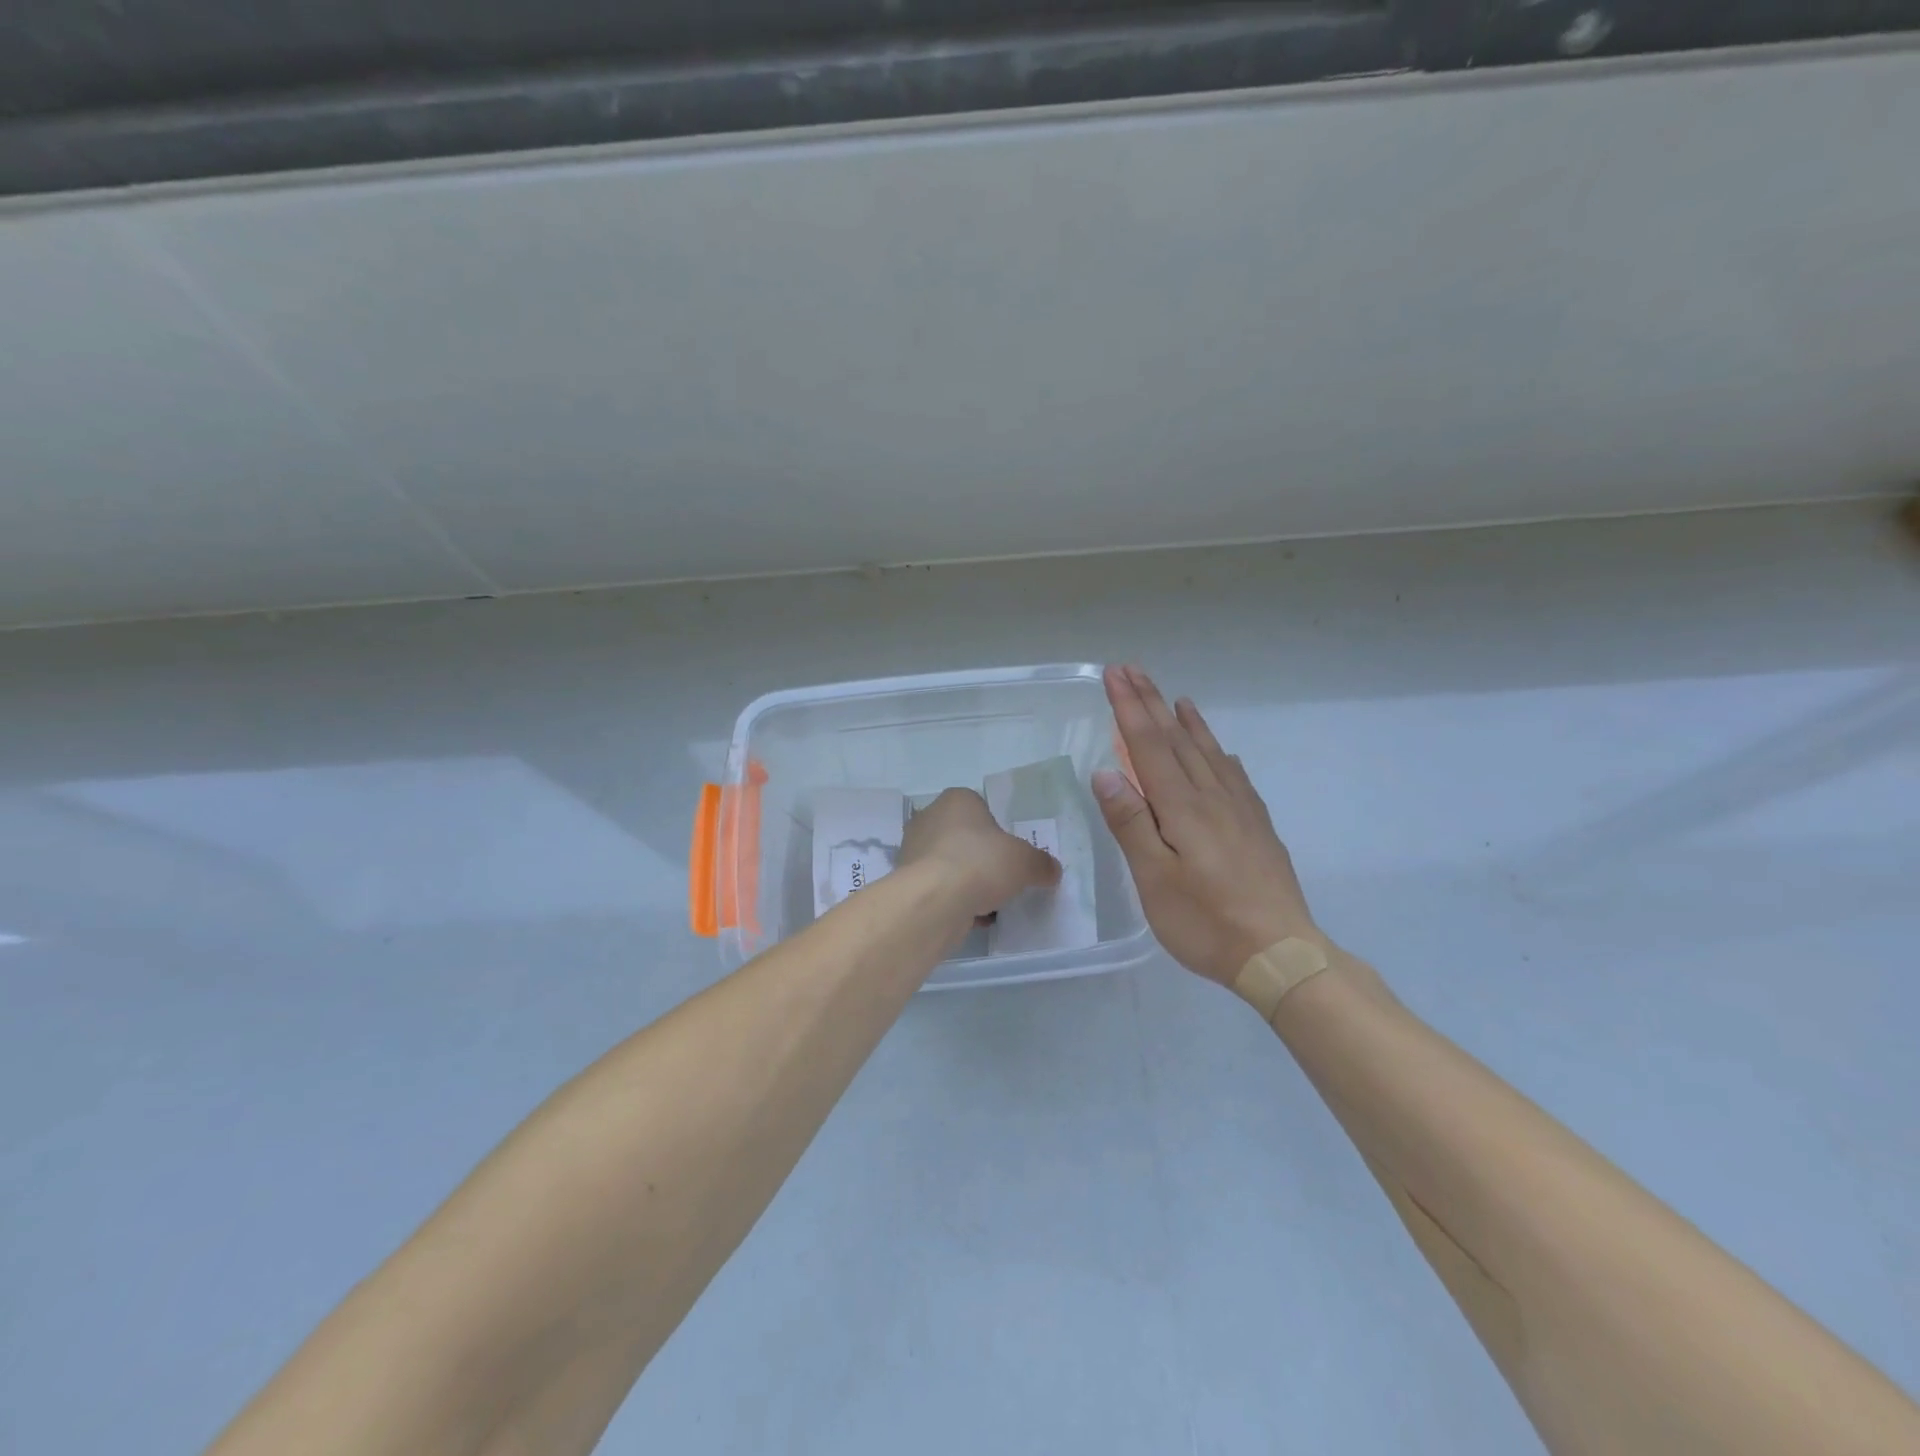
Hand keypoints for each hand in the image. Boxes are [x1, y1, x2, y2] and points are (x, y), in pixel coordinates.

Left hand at [897, 787, 1061, 921]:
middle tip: (1003, 878)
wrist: (934, 901)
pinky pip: (939, 889)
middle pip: (964, 838)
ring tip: (991, 903)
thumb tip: (1051, 870)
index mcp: (956, 800)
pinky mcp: (907, 882)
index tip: (1010, 853)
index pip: (980, 808)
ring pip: (951, 865)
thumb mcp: (1025, 861)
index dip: (998, 831)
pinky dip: (955, 900)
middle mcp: (929, 818)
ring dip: (969, 882)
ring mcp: (913, 851)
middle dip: (982, 858)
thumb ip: (1041, 863)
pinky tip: (973, 917)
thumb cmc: (981, 863)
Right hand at [1094, 665, 1322, 984]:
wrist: (1280, 953)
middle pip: (1177, 740)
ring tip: (1176, 699)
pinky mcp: (1257, 828)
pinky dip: (1219, 754)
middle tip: (1132, 670)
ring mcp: (1240, 811)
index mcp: (1182, 807)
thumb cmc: (1205, 921)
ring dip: (1188, 722)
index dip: (1129, 708)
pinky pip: (1234, 776)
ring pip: (1209, 753)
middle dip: (1151, 703)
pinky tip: (1220, 753)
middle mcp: (1212, 798)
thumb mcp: (1154, 879)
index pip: (1149, 746)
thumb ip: (1131, 823)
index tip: (1114, 675)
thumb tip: (1106, 772)